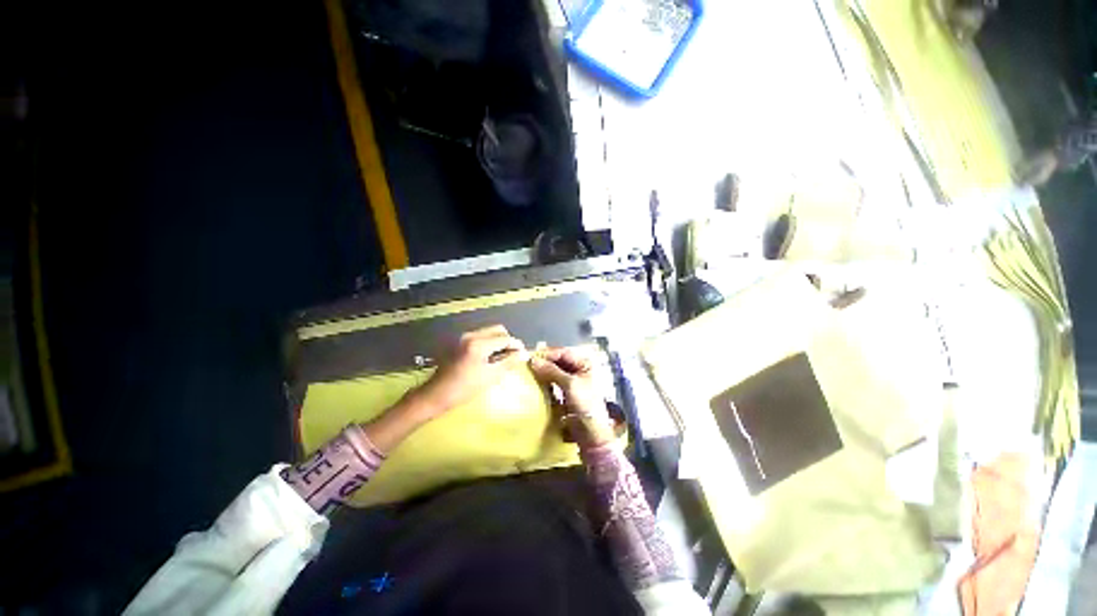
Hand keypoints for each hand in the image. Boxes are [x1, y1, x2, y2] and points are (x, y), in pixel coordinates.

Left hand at [412, 325, 527, 416]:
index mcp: (478, 344)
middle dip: (507, 340)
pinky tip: (489, 357)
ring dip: (498, 341)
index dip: (516, 345)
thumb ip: (508, 362)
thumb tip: (524, 354)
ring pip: (489, 332)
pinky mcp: (459, 341)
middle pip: (497, 330)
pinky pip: (480, 336)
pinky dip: (489, 343)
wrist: (435, 394)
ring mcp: (463, 337)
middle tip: (512, 355)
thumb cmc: (464, 388)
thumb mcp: (490, 376)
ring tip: (501, 358)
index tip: (524, 353)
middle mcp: (471, 335)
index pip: (504, 338)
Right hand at [529, 347, 615, 447]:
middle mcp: (580, 368)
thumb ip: (552, 371)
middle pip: (559, 360)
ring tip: (530, 371)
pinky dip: (546, 380)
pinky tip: (537, 381)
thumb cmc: (586, 405)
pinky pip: (554, 381)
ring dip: (544, 371)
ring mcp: (574, 380)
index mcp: (585, 363)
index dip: (548, 354)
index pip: (564, 352)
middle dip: (545, 361)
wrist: (592, 433)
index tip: (532, 357)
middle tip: (528, 363)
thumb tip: (533, 361)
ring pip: (556, 370)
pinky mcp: (567, 392)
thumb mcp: (570, 385)